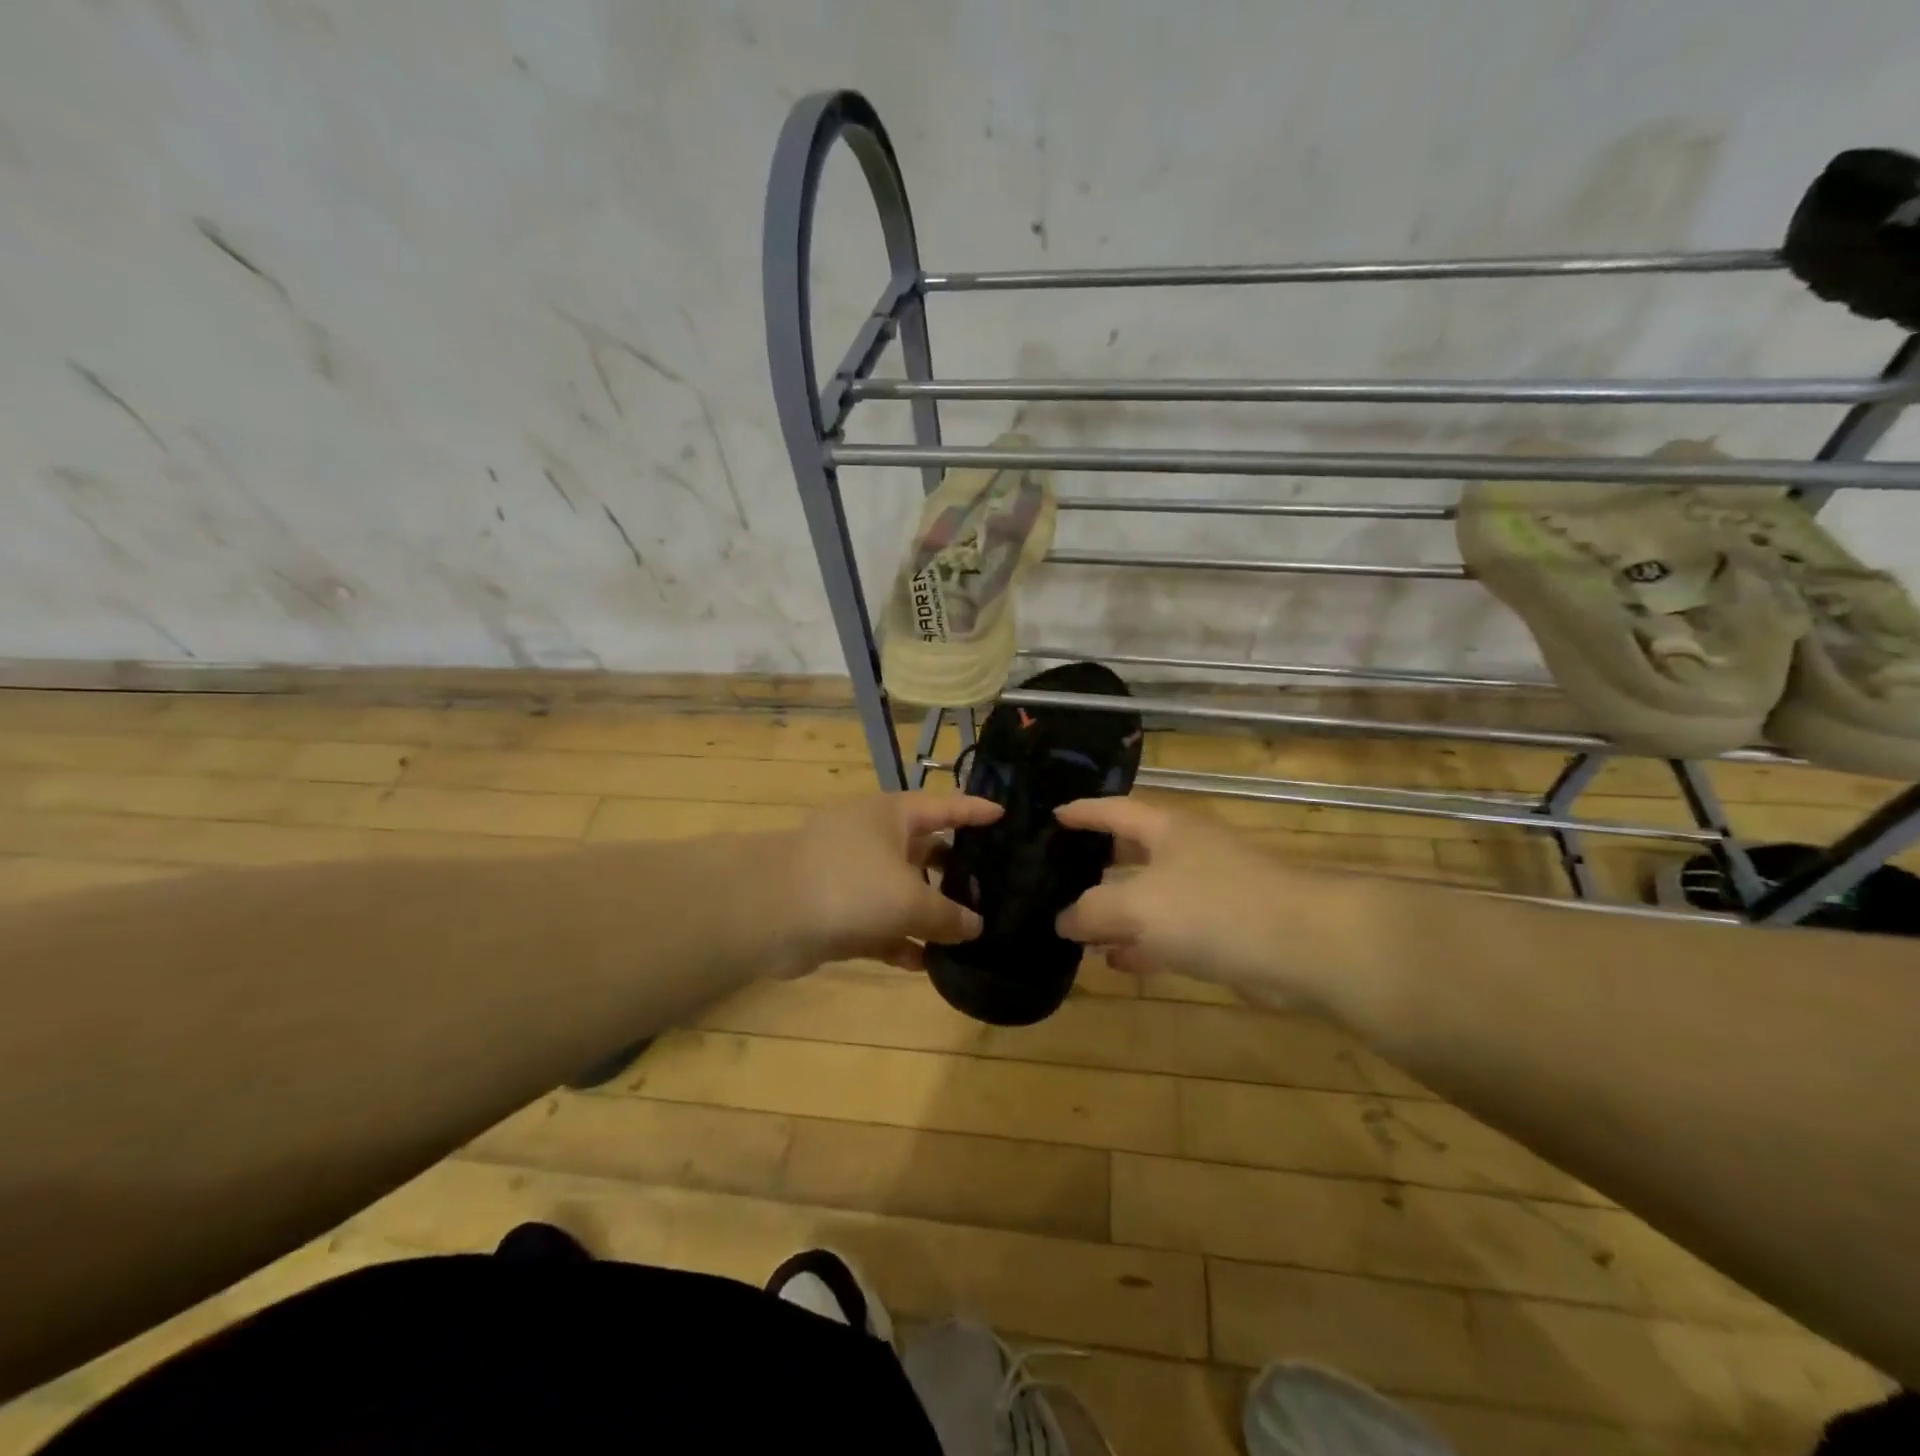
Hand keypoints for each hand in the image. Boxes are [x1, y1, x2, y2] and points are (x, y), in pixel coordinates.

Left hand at [781, 791, 1001, 973]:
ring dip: (930, 913)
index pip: (945, 807)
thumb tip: (976, 925)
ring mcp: (853, 875)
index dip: (975, 811)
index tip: (1004, 816)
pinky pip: (881, 923)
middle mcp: (874, 838)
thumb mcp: (910, 899)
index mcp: (893, 815)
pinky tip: (927, 965)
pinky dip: (902, 940)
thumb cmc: (850, 886)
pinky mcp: (838, 910)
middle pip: (926, 850)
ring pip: (903, 891)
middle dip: (956, 871)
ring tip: (968, 933)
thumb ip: (948, 914)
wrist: (769, 913)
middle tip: (993, 887)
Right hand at [1054, 797, 1299, 1002]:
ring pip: (1150, 895)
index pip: (1114, 810)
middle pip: (1132, 850)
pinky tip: (1117, 961)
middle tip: (1058, 873)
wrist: (1304, 946)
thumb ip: (1093, 911)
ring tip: (1077, 927)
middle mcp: (1187, 851)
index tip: (1052, 817)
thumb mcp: (1137, 905)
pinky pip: (1172, 931)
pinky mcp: (1226, 928)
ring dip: (1117, 911)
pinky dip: (1143, 943)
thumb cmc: (1212, 908)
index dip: (1082, 812)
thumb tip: (1063, 920)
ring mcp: (1209, 890)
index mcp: (1167, 828)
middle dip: (1097, 862)